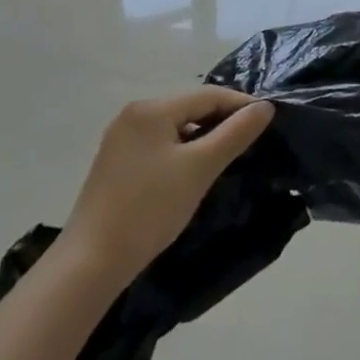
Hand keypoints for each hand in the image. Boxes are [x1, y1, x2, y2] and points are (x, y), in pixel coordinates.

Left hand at [63, 87, 274, 279]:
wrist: (90, 263)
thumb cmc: (149, 209)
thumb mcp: (200, 168)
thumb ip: (235, 133)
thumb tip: (265, 107)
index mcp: (152, 108)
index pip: (208, 95)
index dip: (241, 105)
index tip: (269, 120)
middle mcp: (133, 114)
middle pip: (190, 108)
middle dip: (221, 121)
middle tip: (251, 140)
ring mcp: (120, 139)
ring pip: (174, 128)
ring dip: (202, 138)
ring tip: (226, 157)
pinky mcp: (114, 163)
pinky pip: (158, 145)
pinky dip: (181, 152)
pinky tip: (191, 173)